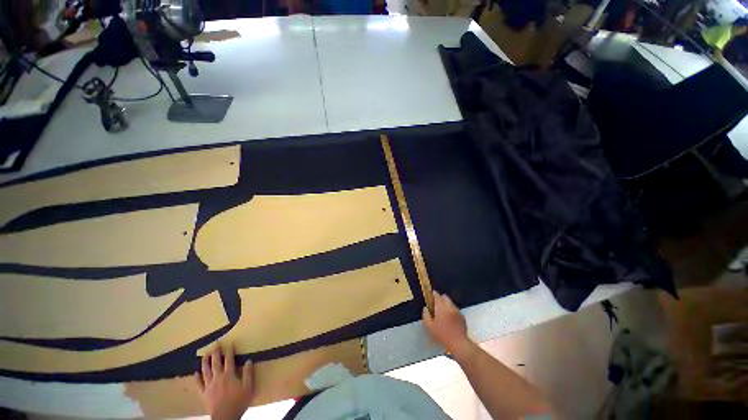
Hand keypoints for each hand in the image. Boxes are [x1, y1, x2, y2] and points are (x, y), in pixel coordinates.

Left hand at [195, 345, 253, 419]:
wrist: (225, 417)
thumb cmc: (238, 402)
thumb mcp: (248, 388)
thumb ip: (248, 373)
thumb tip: (249, 360)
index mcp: (229, 375)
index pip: (229, 360)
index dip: (229, 351)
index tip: (230, 343)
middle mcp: (218, 377)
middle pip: (216, 363)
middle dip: (216, 353)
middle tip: (215, 344)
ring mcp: (209, 385)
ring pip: (206, 371)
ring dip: (205, 362)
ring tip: (205, 354)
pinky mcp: (204, 393)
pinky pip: (199, 384)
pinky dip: (197, 378)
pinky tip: (196, 372)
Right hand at [422, 291, 472, 356]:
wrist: (459, 343)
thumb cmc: (442, 335)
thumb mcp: (429, 327)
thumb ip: (426, 316)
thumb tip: (425, 308)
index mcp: (441, 307)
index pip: (437, 296)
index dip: (433, 294)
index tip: (431, 294)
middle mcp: (450, 306)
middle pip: (445, 297)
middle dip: (440, 298)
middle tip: (436, 303)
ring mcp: (457, 311)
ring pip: (451, 303)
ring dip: (446, 304)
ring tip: (443, 311)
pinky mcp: (462, 317)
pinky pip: (455, 309)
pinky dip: (451, 310)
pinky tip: (450, 317)